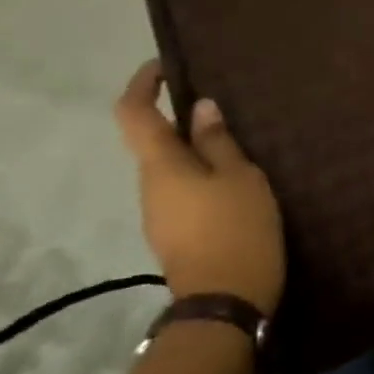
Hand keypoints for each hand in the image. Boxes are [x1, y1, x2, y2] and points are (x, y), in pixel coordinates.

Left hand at [114, 60, 285, 312]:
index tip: (165, 67)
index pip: (133, 113)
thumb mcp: (240, 177)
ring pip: (171, 169)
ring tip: (239, 149)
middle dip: (182, 122)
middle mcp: (149, 187)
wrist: (224, 305)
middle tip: (225, 113)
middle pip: (154, 142)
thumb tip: (200, 108)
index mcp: (161, 166)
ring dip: (196, 153)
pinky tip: (235, 186)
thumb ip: (218, 141)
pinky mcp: (174, 236)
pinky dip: (202, 178)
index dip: (142, 84)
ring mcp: (159, 215)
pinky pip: (182, 192)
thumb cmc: (236, 230)